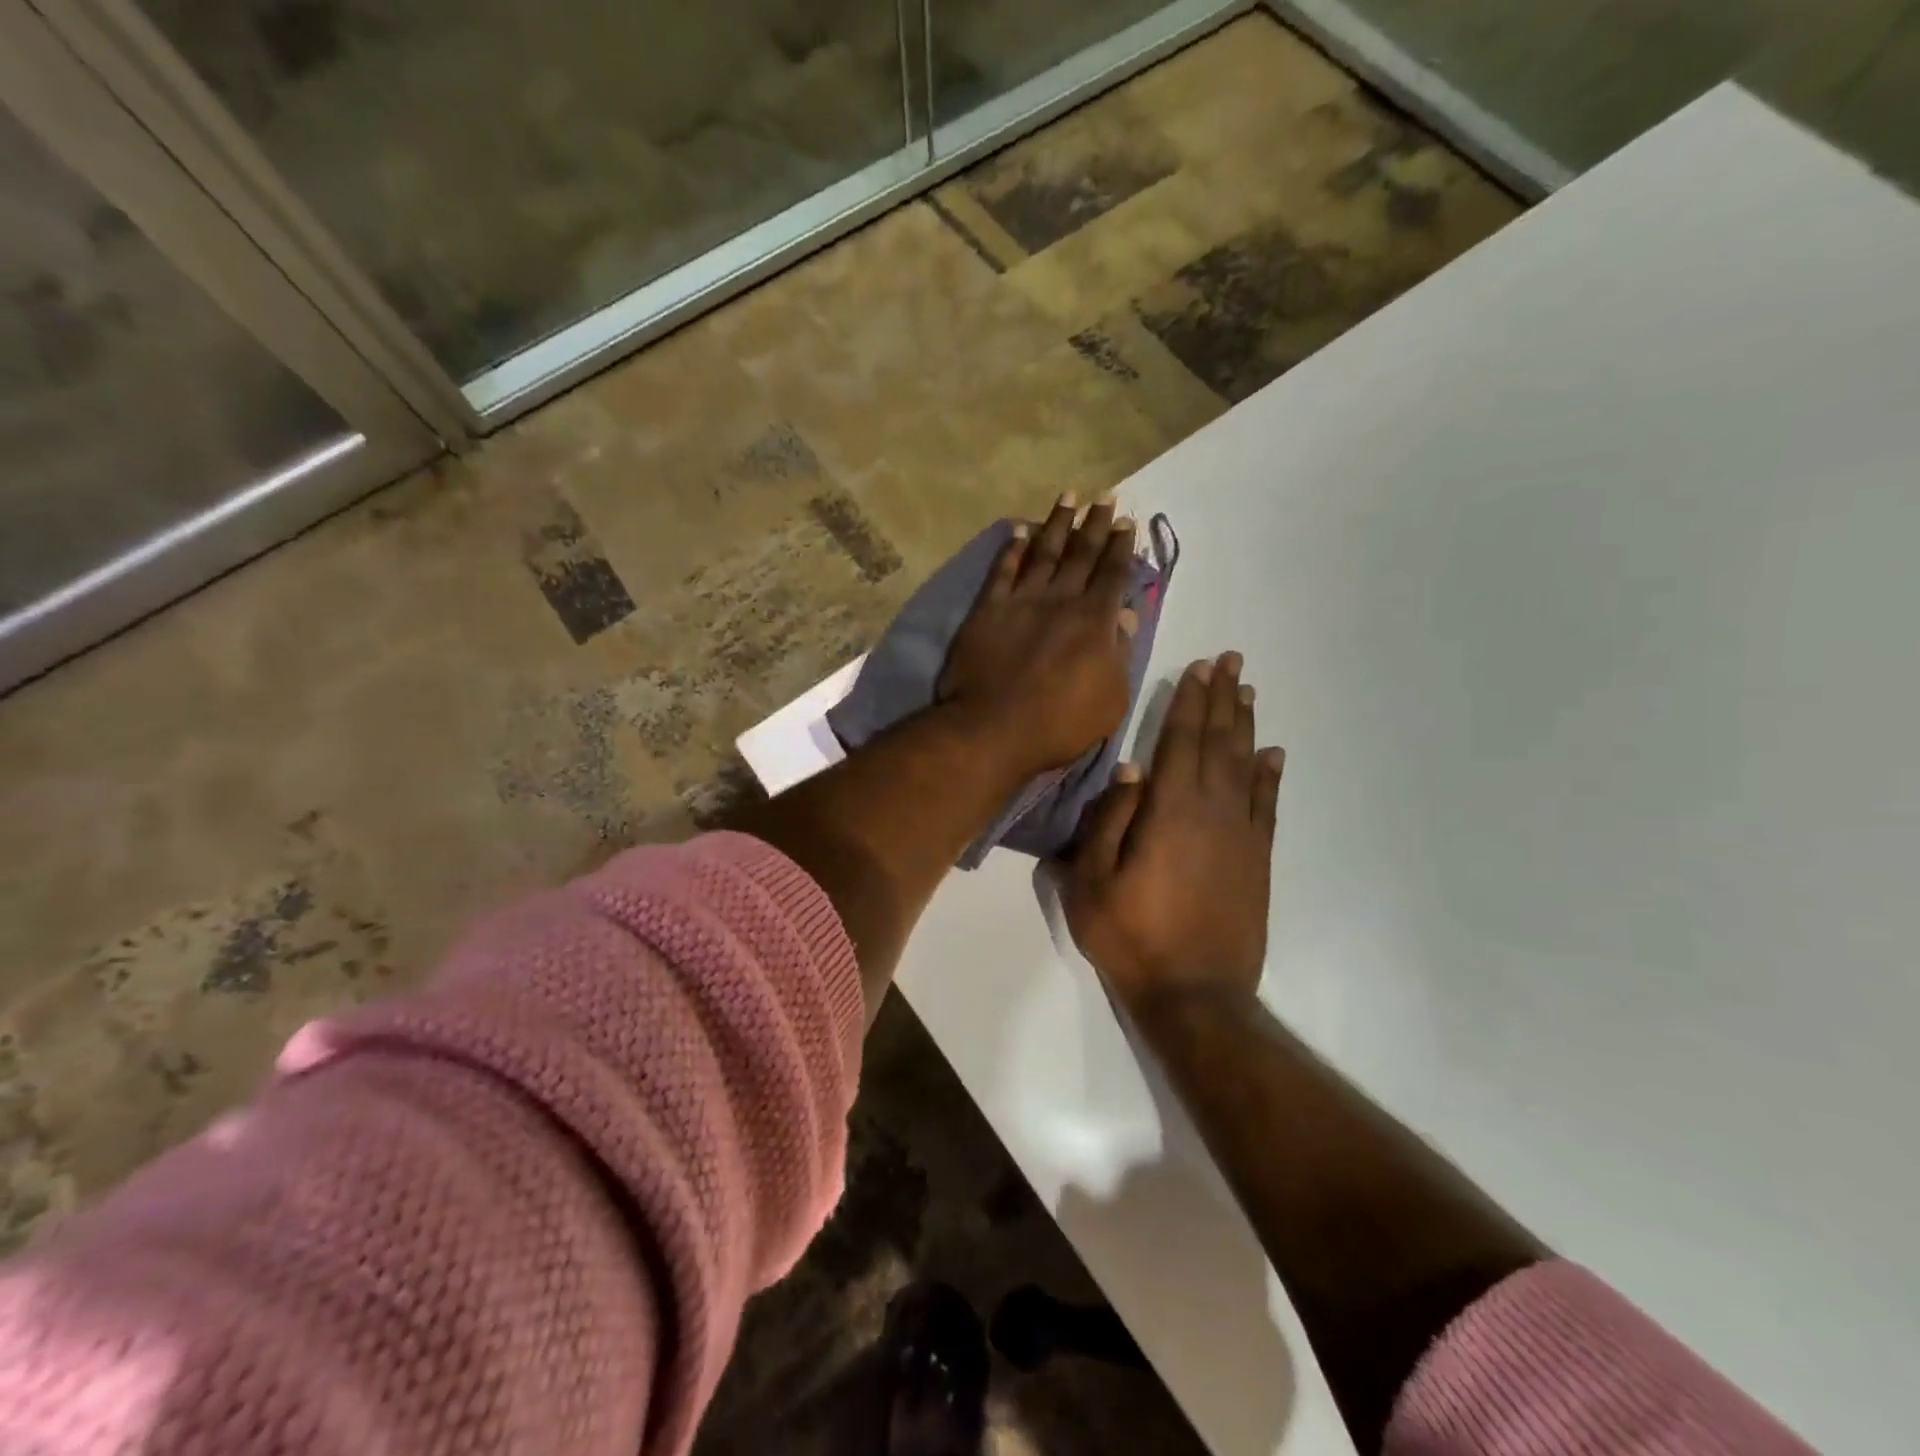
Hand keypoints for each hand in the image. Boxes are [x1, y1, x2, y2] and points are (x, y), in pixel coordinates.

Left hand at [938, 494, 1140, 776]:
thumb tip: (1127, 618)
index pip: (1113, 575)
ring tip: (1068, 498)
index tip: (1127, 522)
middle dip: (1095, 525)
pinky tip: (1018, 531)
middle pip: (1081, 554)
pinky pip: (1002, 571)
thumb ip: (1120, 655)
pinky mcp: (987, 610)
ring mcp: (1021, 601)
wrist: (993, 729)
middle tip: (1105, 499)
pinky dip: (1012, 549)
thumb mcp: (1111, 699)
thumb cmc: (1060, 724)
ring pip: (1043, 553)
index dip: (1121, 548)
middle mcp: (1060, 600)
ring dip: (1057, 524)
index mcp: (1095, 621)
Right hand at [1060, 652, 1284, 1009]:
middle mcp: (1212, 811)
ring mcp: (1240, 834)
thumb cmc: (1131, 936)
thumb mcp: (1092, 881)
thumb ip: (1108, 821)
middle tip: (1230, 662)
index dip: (1189, 701)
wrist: (1194, 994)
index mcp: (1169, 810)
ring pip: (1245, 766)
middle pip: (1218, 742)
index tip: (1199, 667)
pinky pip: (1267, 805)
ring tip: (1247, 692)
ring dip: (1245, 726)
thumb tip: (1129, 770)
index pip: (1180, 741)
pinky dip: (1270, 776)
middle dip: (1222, 699)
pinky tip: (1273, 754)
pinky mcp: (1257, 859)